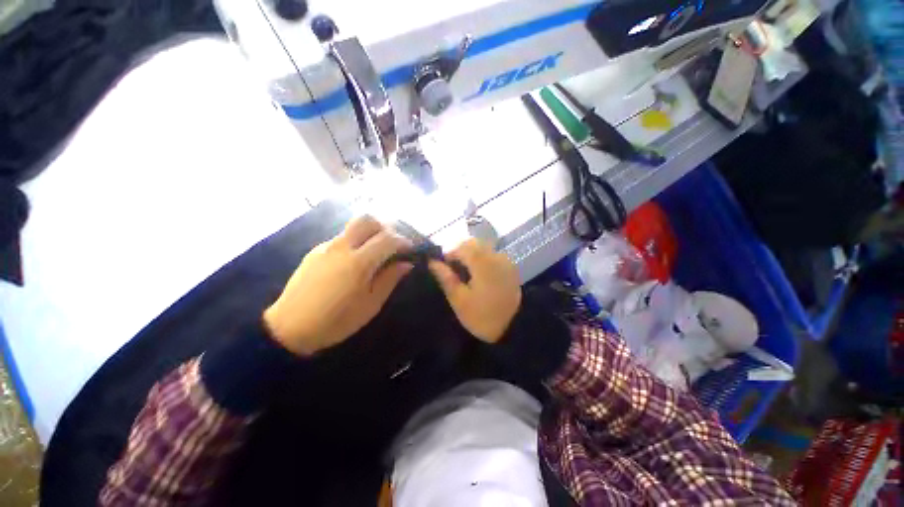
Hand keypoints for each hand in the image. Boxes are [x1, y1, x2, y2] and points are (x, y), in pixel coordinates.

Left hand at [263, 216, 412, 355]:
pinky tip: (356, 260)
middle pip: (367, 219)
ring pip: (353, 226)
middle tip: (393, 244)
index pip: (387, 238)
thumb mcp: (370, 305)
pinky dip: (356, 241)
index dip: (403, 241)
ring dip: (370, 233)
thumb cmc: (336, 321)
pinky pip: (341, 237)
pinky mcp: (315, 251)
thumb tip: (406, 263)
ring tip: (377, 251)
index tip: (410, 249)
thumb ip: (390, 279)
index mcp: (358, 263)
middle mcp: (341, 247)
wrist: (288, 329)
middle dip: (385, 227)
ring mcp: (325, 246)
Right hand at [428, 239, 521, 342]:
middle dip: (460, 252)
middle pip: (474, 244)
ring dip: (472, 255)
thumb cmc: (482, 317)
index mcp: (482, 263)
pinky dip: (483, 260)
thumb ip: (446, 278)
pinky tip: (480, 276)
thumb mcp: (459, 300)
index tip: (443, 267)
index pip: (461, 247)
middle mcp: (496, 256)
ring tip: (466, 274)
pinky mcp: (511, 268)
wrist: (514, 330)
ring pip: (484, 248)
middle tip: (454, 271)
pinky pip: (493, 255)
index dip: (449, 254)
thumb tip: (432, 262)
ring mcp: (506, 261)